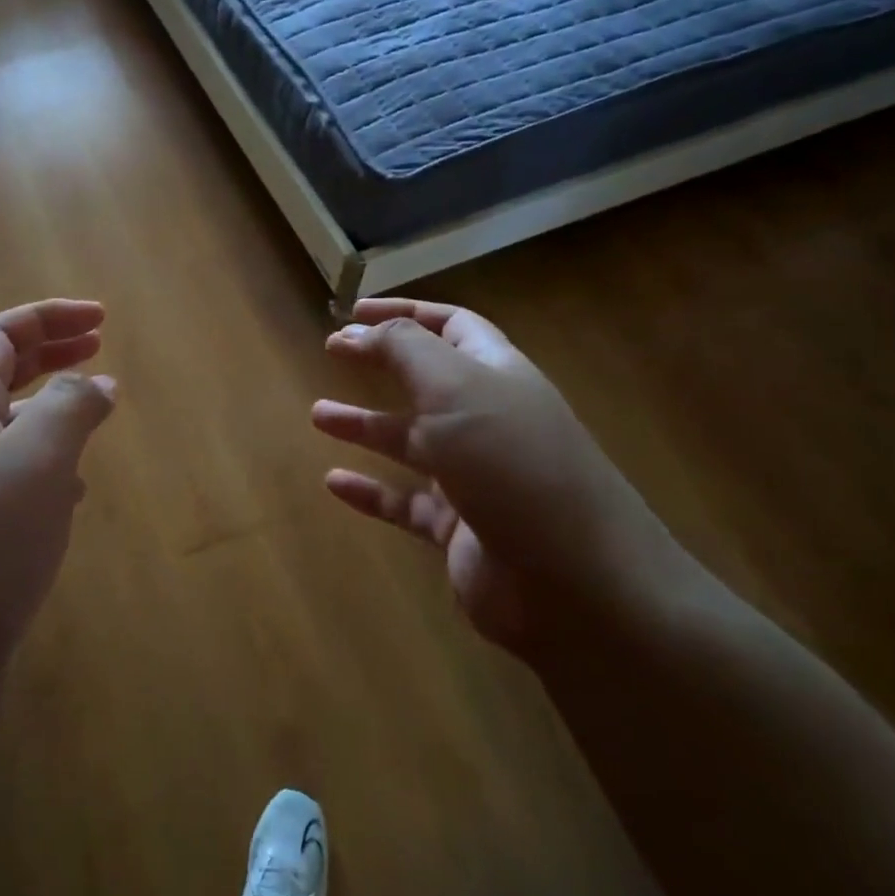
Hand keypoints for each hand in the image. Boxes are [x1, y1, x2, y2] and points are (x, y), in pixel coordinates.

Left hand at [0, 300, 115, 749]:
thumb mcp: (32, 465)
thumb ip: (68, 411)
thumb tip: (97, 382)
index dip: (45, 317)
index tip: (101, 318)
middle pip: (0, 379)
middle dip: (50, 354)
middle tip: (100, 347)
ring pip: (10, 435)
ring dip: (52, 413)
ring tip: (94, 415)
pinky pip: (16, 490)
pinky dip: (50, 474)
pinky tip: (72, 497)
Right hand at [312, 298, 682, 654]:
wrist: (576, 584)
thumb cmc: (513, 465)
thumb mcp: (455, 389)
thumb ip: (404, 349)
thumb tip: (357, 328)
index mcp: (497, 374)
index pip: (451, 326)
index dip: (404, 313)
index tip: (353, 311)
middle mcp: (488, 419)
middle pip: (428, 380)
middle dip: (382, 362)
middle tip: (333, 352)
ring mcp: (476, 477)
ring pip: (412, 441)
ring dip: (365, 425)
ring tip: (318, 415)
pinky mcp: (460, 529)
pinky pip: (405, 502)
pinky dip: (371, 492)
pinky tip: (334, 483)